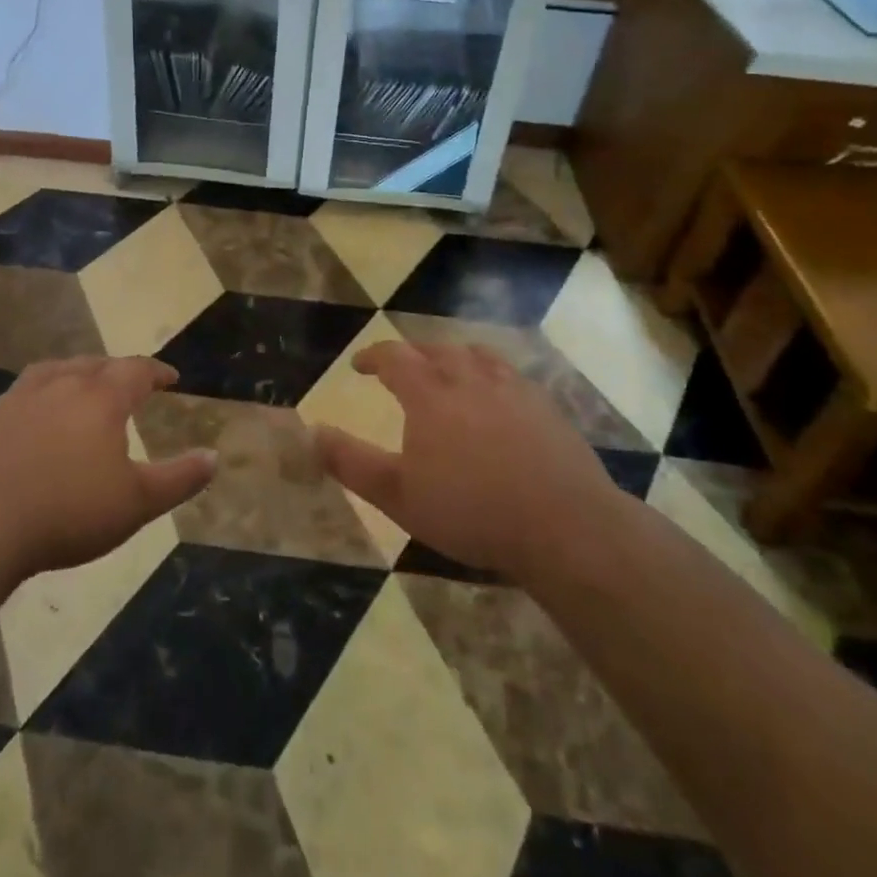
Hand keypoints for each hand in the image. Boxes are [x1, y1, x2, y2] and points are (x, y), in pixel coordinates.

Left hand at [0, 357, 216, 582]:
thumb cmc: (66, 512)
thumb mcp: (136, 503)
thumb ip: (179, 479)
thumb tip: (214, 456)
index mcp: (100, 398)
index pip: (136, 370)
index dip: (156, 371)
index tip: (170, 377)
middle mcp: (59, 385)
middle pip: (94, 364)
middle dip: (116, 370)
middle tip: (127, 382)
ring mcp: (16, 398)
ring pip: (53, 371)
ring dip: (74, 373)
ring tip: (80, 386)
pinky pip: (18, 396)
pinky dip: (36, 398)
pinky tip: (30, 418)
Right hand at [315, 341, 628, 578]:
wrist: (565, 526)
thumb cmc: (472, 512)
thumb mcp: (398, 496)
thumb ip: (351, 462)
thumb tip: (312, 432)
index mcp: (431, 395)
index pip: (394, 357)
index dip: (373, 356)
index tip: (358, 365)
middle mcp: (470, 379)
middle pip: (436, 350)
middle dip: (412, 353)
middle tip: (401, 367)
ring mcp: (513, 390)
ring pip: (477, 356)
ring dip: (454, 356)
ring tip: (447, 369)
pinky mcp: (546, 407)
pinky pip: (511, 374)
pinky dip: (491, 374)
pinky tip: (497, 396)